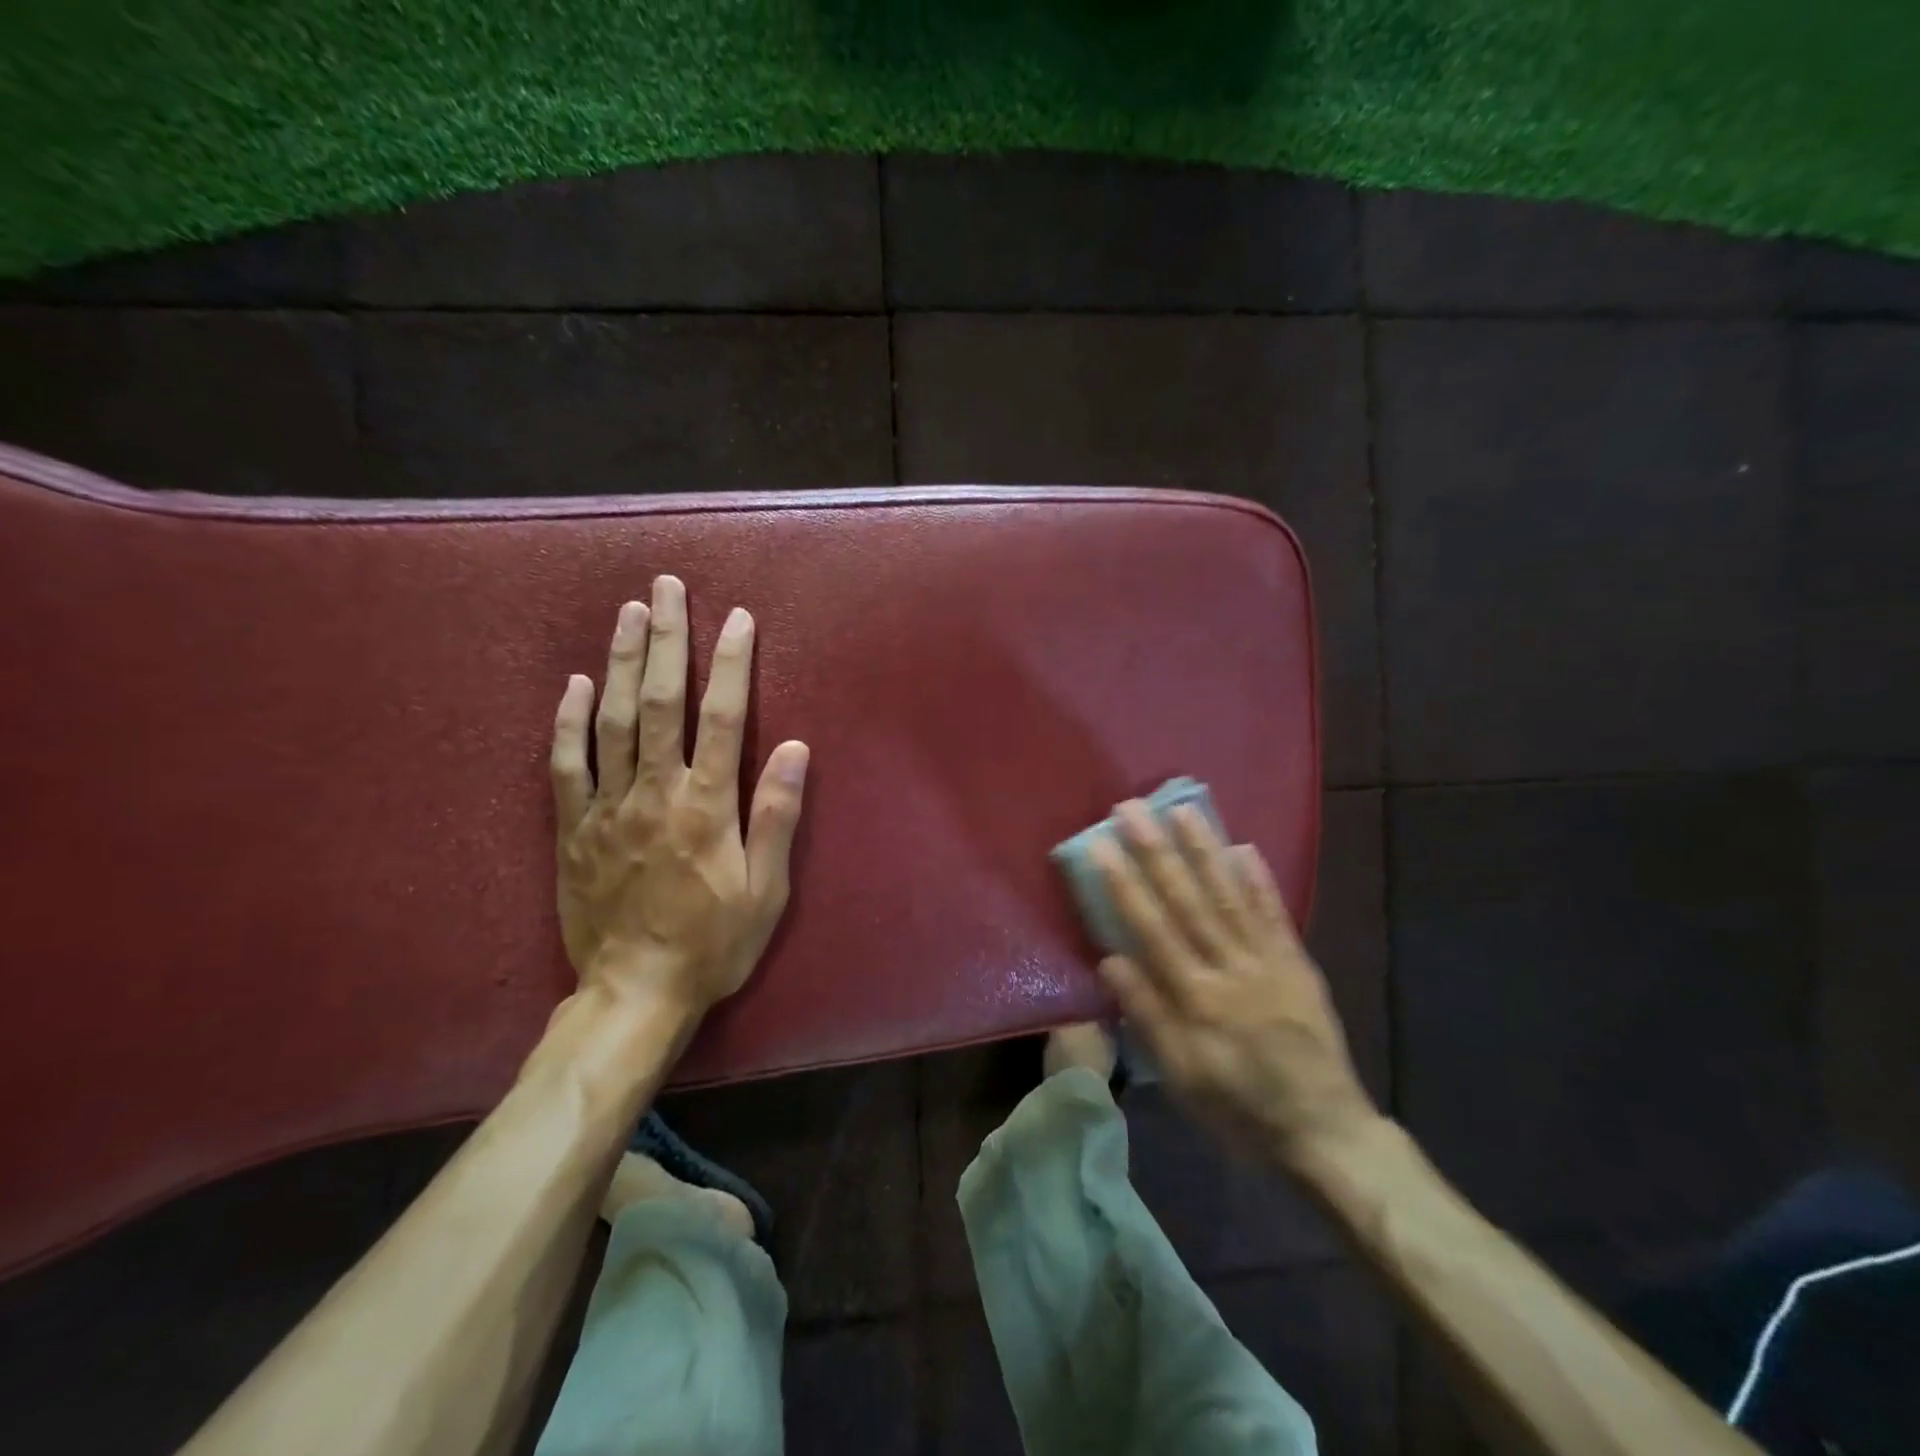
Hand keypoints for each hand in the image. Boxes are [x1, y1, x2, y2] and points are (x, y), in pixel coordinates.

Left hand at [549, 576, 808, 1017]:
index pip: (720, 716)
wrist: (634, 993)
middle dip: (667, 639)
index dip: (729, 663)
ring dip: (622, 661)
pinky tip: (576, 684)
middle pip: (659, 701)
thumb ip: (776, 815)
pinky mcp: (573, 830)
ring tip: (629, 612)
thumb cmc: (714, 943)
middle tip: (667, 588)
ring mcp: (606, 808)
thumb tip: (792, 746)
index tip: (736, 618)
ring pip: (612, 720)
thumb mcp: (766, 890)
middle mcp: (654, 792)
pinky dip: (569, 721)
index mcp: (705, 805)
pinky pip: (565, 765)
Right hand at [1092, 801, 1377, 1166]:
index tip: (1102, 844)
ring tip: (1183, 810)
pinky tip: (1243, 848)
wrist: (1324, 1131)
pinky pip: (1275, 916)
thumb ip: (1148, 1015)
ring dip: (1205, 851)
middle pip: (1187, 900)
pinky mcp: (1297, 964)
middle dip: (1157, 851)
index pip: (1152, 928)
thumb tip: (1111, 960)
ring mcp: (1267, 961)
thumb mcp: (1182, 1077)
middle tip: (1133, 809)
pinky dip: (1259, 880)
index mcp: (1196, 998)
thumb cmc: (1239, 1108)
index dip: (1125, 884)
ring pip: (1229, 896)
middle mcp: (1230, 968)